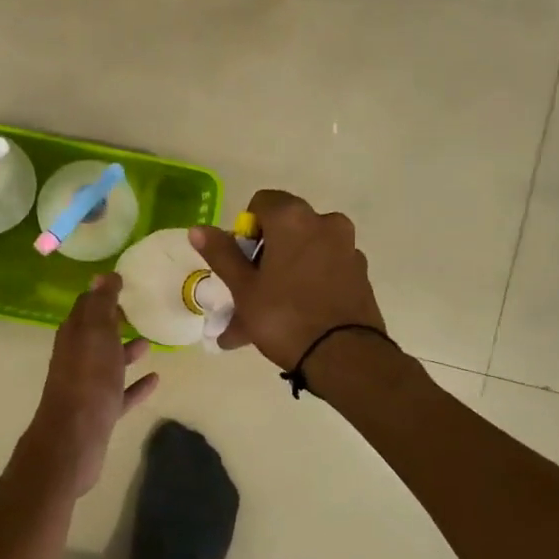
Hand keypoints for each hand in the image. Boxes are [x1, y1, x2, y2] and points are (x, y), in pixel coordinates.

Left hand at [28, 273, 158, 494]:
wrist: (74, 438)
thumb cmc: (88, 380)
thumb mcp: (96, 334)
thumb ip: (101, 304)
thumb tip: (102, 275)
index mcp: (74, 335)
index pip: (86, 306)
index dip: (103, 294)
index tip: (125, 283)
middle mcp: (77, 357)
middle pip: (96, 334)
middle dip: (114, 321)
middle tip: (139, 309)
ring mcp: (88, 386)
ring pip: (109, 362)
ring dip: (126, 351)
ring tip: (151, 342)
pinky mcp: (100, 411)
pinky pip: (121, 392)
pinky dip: (136, 384)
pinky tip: (156, 379)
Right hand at [189, 190, 385, 371]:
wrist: (345, 357)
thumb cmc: (284, 317)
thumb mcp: (243, 289)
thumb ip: (222, 254)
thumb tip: (198, 230)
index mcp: (294, 219)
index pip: (262, 202)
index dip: (246, 229)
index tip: (242, 262)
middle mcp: (326, 223)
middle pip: (286, 230)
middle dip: (264, 258)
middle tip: (248, 293)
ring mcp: (348, 249)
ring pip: (304, 256)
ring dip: (283, 276)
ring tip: (265, 317)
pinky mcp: (361, 274)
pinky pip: (324, 272)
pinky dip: (307, 287)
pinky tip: (294, 320)